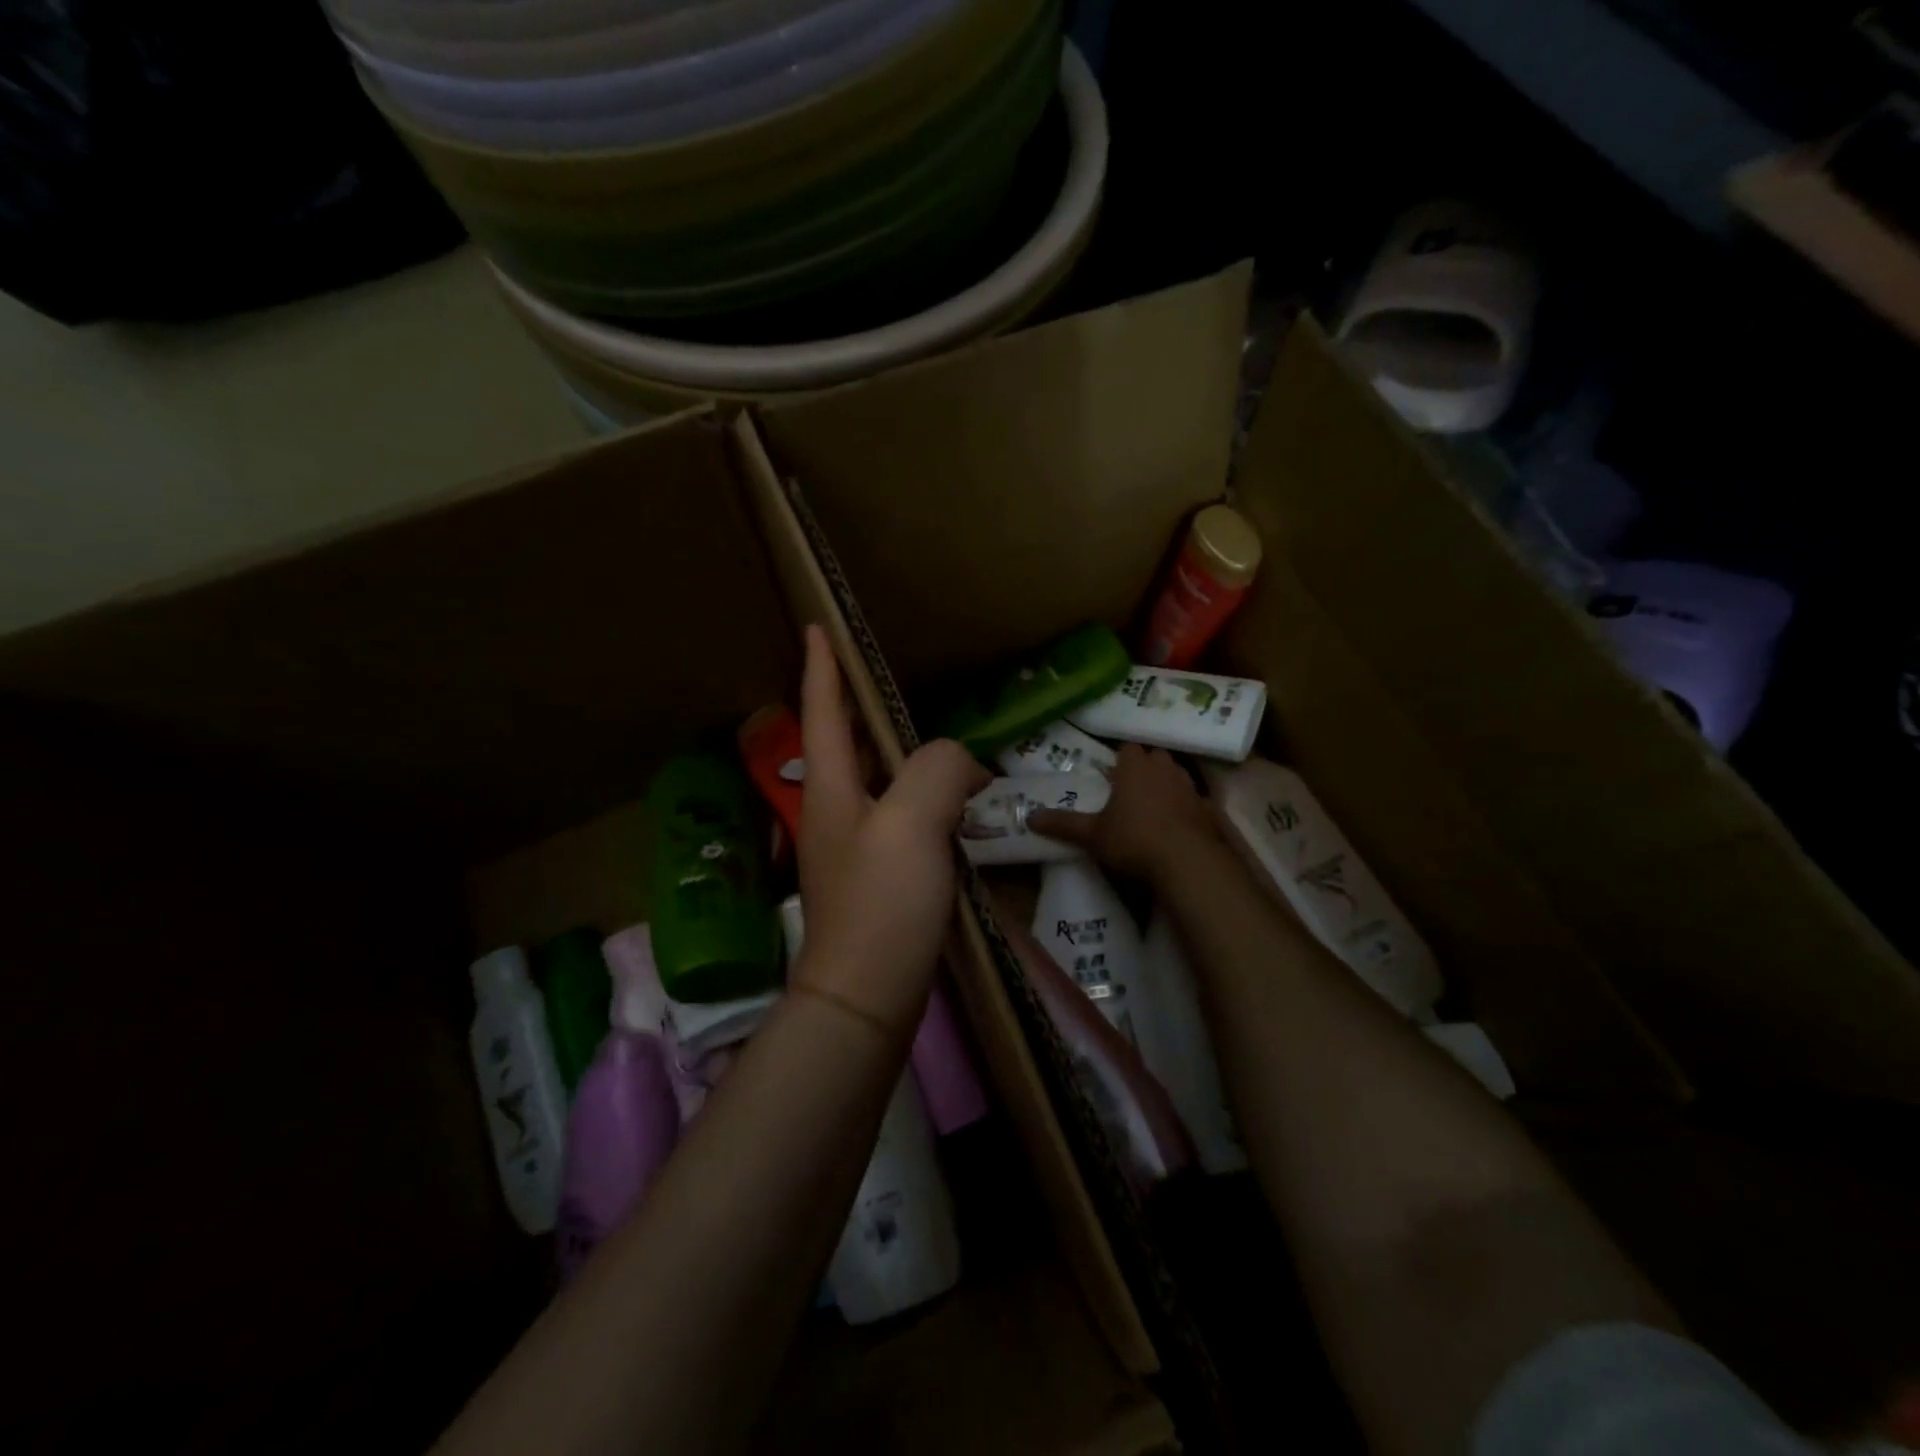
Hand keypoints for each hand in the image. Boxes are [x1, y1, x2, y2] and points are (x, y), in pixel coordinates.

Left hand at [792, 625, 989, 1034]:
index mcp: (831, 788)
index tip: (816, 627)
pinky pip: (898, 815)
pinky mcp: (877, 876)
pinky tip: (947, 801)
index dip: (822, 666)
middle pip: (846, 742)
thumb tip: (961, 765)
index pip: (823, 711)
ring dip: (896, 752)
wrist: (867, 996)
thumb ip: (938, 770)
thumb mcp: (912, 823)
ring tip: (929, 733)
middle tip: (886, 676)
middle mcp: (835, 810)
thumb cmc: (882, 905)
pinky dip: (919, 796)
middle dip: (859, 705)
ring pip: (875, 779)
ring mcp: (854, 846)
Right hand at [1028, 743, 1218, 883]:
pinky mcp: (1209, 810)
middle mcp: (1164, 770)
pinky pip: (1195, 800)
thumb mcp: (1092, 835)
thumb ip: (1063, 824)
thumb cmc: (1134, 840)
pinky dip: (1186, 807)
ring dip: (1167, 783)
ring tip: (1154, 804)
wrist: (1188, 862)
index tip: (1112, 773)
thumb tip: (1028, 818)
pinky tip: (1178, 825)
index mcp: (1134, 768)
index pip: (1128, 748)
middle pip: (1155, 756)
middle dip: (1145, 766)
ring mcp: (1190, 788)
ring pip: (1177, 774)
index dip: (1120, 759)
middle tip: (1131, 786)